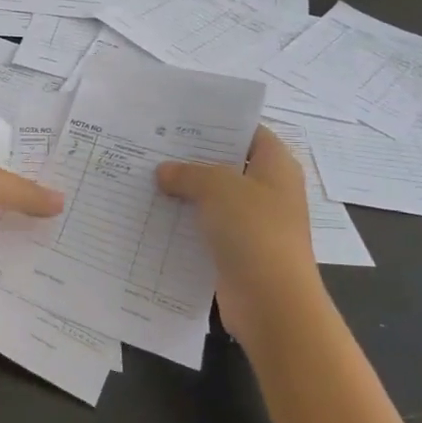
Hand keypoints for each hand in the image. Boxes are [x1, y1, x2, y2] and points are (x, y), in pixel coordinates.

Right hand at [157, 126, 323, 343]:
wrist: (271, 302)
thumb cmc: (253, 231)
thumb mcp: (217, 187)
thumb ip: (188, 173)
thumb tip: (164, 172)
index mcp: (276, 166)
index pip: (249, 132)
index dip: (218, 124)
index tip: (181, 121)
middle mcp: (268, 191)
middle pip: (228, 166)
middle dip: (193, 159)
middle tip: (152, 148)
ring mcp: (253, 224)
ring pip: (214, 200)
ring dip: (184, 194)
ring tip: (144, 179)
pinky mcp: (237, 252)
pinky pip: (207, 230)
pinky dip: (184, 224)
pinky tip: (153, 217)